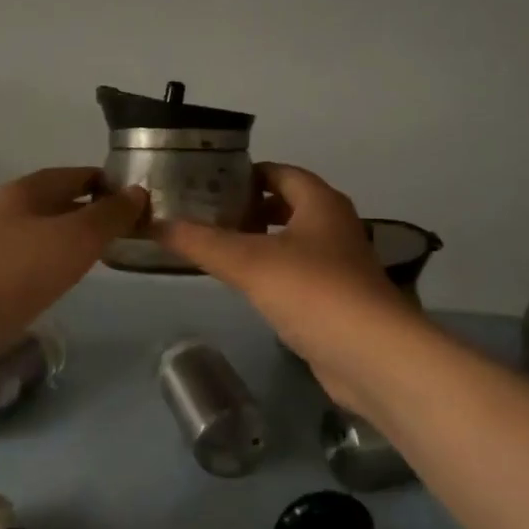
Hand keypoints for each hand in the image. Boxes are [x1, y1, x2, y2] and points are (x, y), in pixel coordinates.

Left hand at [0, 167, 146, 362]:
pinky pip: (30, 257)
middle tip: (129, 236)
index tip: (142, 208)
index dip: (113, 186)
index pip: (81, 175)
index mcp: (29, 189)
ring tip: (102, 257)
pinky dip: (53, 261)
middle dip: (95, 213)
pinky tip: (63, 280)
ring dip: (74, 239)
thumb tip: (138, 192)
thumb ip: (110, 215)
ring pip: (45, 230)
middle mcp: (9, 207)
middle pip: (62, 200)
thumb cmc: (16, 272)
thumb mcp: (76, 238)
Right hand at [159, 164, 418, 393]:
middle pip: (287, 205)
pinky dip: (273, 272)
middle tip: (206, 216)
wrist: (372, 356)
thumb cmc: (313, 292)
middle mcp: (334, 226)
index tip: (207, 183)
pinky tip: (248, 287)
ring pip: (293, 241)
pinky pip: (299, 274)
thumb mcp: (250, 262)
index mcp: (320, 203)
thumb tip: (156, 224)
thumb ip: (202, 242)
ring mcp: (340, 265)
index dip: (245, 174)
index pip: (280, 172)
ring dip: (260, 241)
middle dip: (249, 208)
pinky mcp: (337, 299)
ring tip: (218, 249)